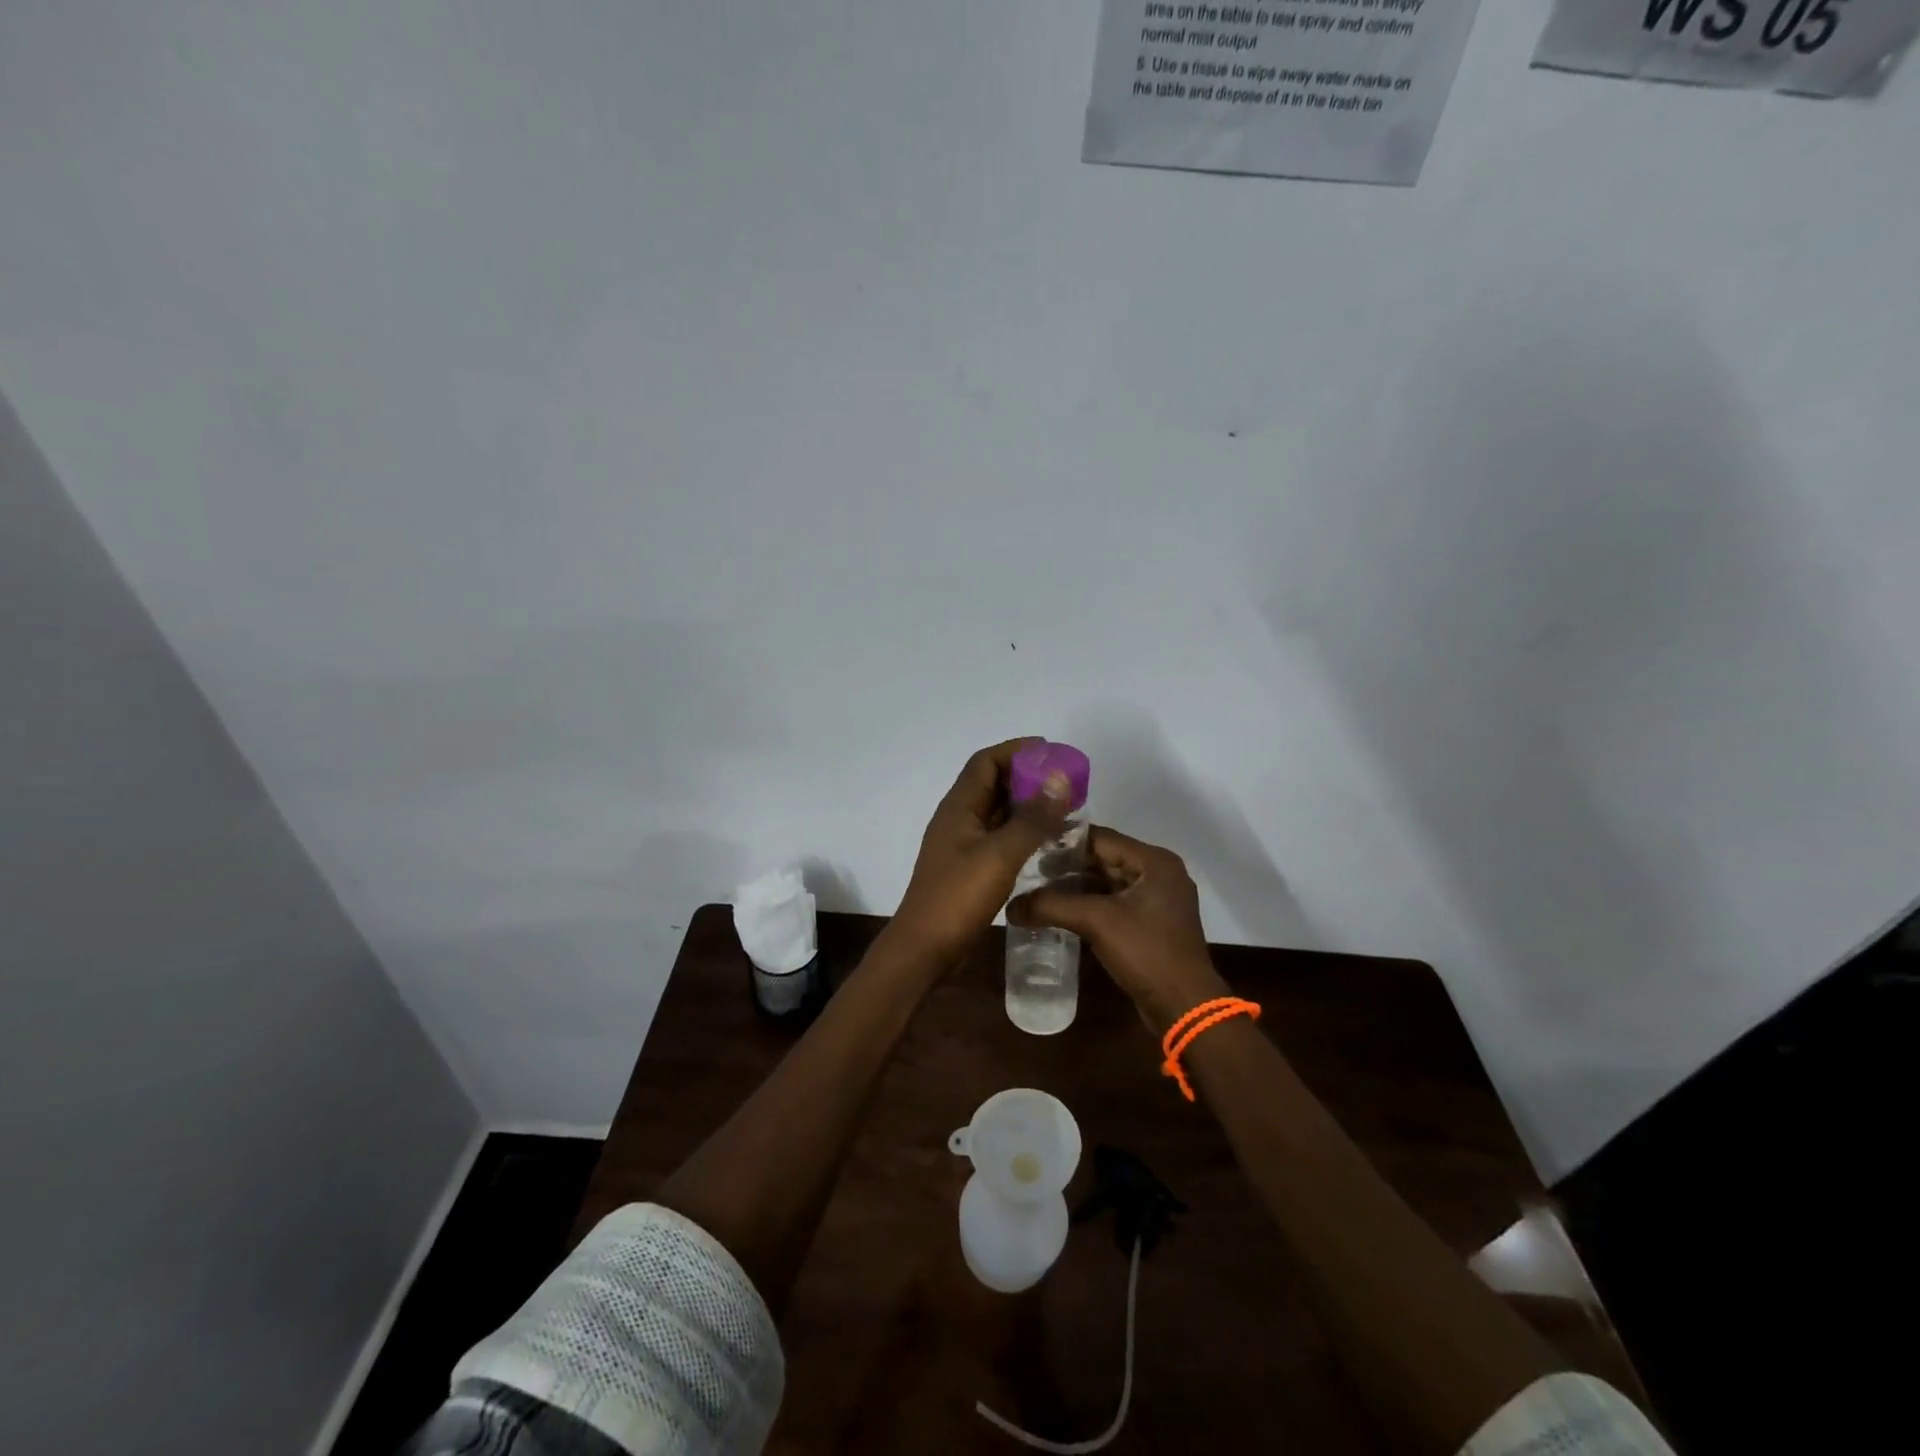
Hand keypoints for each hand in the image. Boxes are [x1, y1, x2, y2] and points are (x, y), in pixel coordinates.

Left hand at [889, 739, 1071, 966]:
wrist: (926, 947)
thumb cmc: (958, 896)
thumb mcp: (1000, 855)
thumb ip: (1031, 819)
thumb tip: (1059, 779)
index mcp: (959, 807)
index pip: (985, 762)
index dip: (1016, 750)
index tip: (1051, 751)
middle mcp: (958, 818)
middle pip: (992, 783)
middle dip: (1026, 776)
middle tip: (1065, 782)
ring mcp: (962, 844)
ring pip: (997, 811)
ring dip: (1026, 805)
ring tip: (1062, 807)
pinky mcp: (968, 866)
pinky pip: (998, 836)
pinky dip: (1021, 831)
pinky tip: (1046, 841)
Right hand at [1009, 827, 1227, 1032]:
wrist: (1185, 1007)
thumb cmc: (1146, 952)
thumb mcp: (1096, 922)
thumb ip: (1051, 906)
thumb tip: (1010, 906)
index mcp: (1154, 861)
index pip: (1100, 838)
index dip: (1064, 842)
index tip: (1029, 846)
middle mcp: (1159, 873)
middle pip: (1104, 859)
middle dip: (1067, 866)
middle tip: (1028, 871)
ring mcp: (1158, 900)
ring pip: (1108, 882)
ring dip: (1076, 887)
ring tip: (1038, 892)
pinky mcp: (1152, 924)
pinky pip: (1114, 903)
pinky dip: (1089, 905)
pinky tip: (1061, 913)